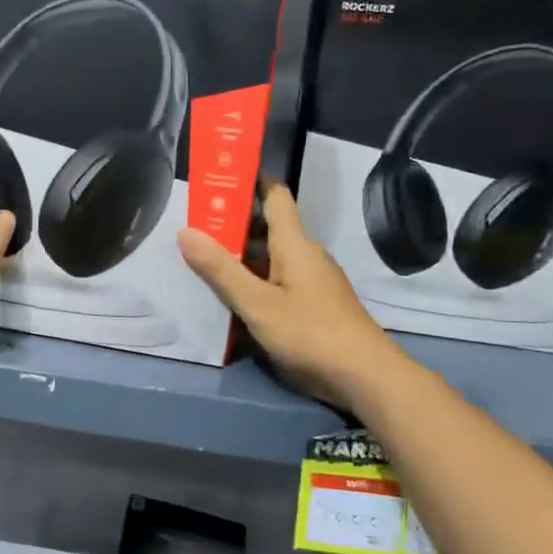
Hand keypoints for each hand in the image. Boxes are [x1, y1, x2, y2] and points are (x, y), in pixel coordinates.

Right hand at [178, 180, 407, 409]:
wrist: (367, 378)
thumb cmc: (311, 333)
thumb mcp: (257, 304)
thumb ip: (221, 270)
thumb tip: (185, 231)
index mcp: (295, 244)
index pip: (275, 196)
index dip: (251, 180)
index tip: (220, 175)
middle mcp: (306, 256)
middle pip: (268, 228)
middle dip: (232, 223)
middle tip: (193, 223)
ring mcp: (313, 282)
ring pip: (271, 258)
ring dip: (241, 255)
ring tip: (202, 259)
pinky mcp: (315, 306)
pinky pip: (278, 281)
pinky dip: (254, 281)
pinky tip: (232, 297)